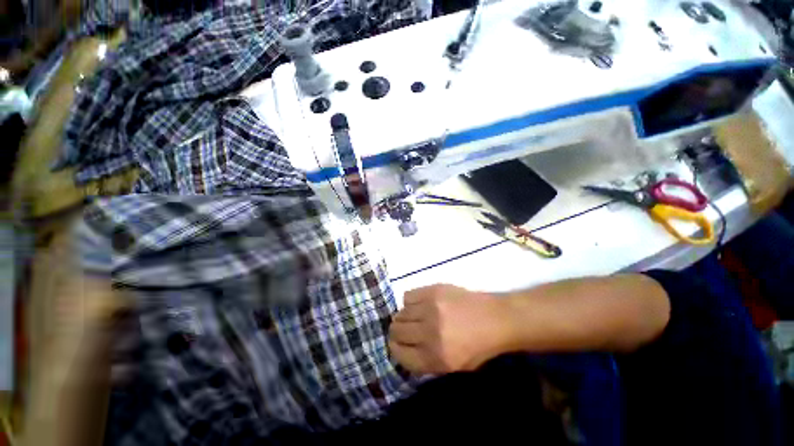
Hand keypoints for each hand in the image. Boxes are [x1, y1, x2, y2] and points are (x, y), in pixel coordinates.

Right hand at [388, 284, 510, 374]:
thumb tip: (404, 347)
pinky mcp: (433, 290)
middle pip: (396, 331)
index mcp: (435, 358)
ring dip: (403, 316)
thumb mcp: (453, 366)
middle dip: (397, 332)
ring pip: (400, 313)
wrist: (496, 318)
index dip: (395, 349)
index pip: (399, 354)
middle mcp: (429, 333)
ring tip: (413, 316)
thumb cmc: (478, 346)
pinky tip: (420, 304)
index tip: (397, 344)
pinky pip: (408, 296)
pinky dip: (410, 301)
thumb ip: (426, 360)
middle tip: (405, 329)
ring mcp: (430, 308)